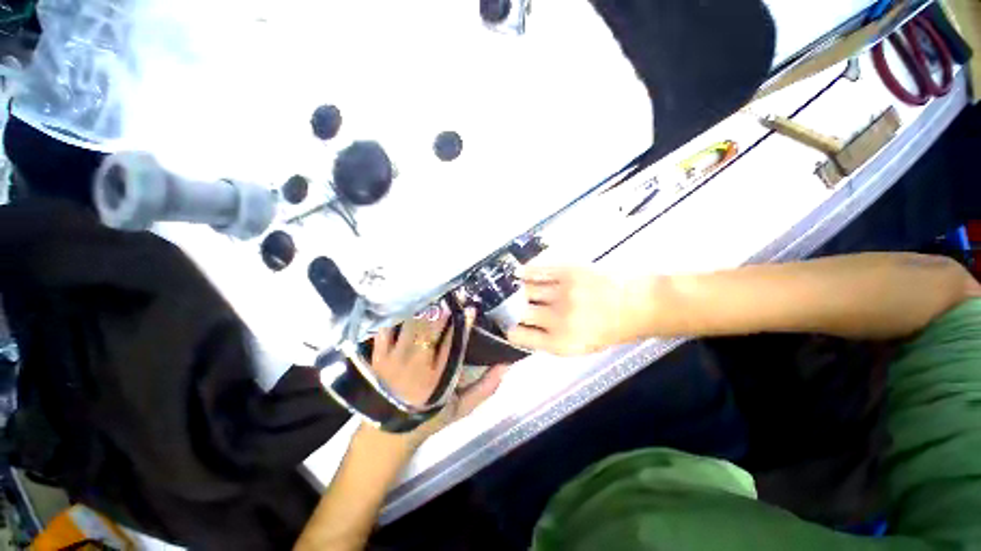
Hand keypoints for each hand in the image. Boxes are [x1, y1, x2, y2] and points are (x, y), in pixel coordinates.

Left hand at [369, 304, 508, 446]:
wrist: (387, 434)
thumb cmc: (429, 418)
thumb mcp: (461, 408)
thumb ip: (484, 388)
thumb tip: (505, 366)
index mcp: (439, 376)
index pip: (455, 344)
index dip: (464, 324)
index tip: (471, 308)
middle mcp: (417, 364)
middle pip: (430, 330)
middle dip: (442, 310)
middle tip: (452, 294)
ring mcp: (395, 358)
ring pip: (410, 326)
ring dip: (422, 310)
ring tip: (432, 295)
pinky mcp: (378, 357)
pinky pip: (385, 331)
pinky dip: (395, 317)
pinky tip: (405, 305)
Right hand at [507, 266, 643, 355]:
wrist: (638, 304)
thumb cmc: (610, 330)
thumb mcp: (581, 346)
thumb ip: (551, 341)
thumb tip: (525, 330)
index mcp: (561, 343)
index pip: (521, 336)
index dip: (511, 331)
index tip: (508, 325)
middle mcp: (557, 319)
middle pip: (520, 312)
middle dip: (511, 310)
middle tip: (508, 306)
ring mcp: (562, 292)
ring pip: (526, 290)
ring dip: (517, 291)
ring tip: (513, 289)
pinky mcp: (567, 272)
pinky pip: (537, 271)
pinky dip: (524, 272)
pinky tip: (518, 274)